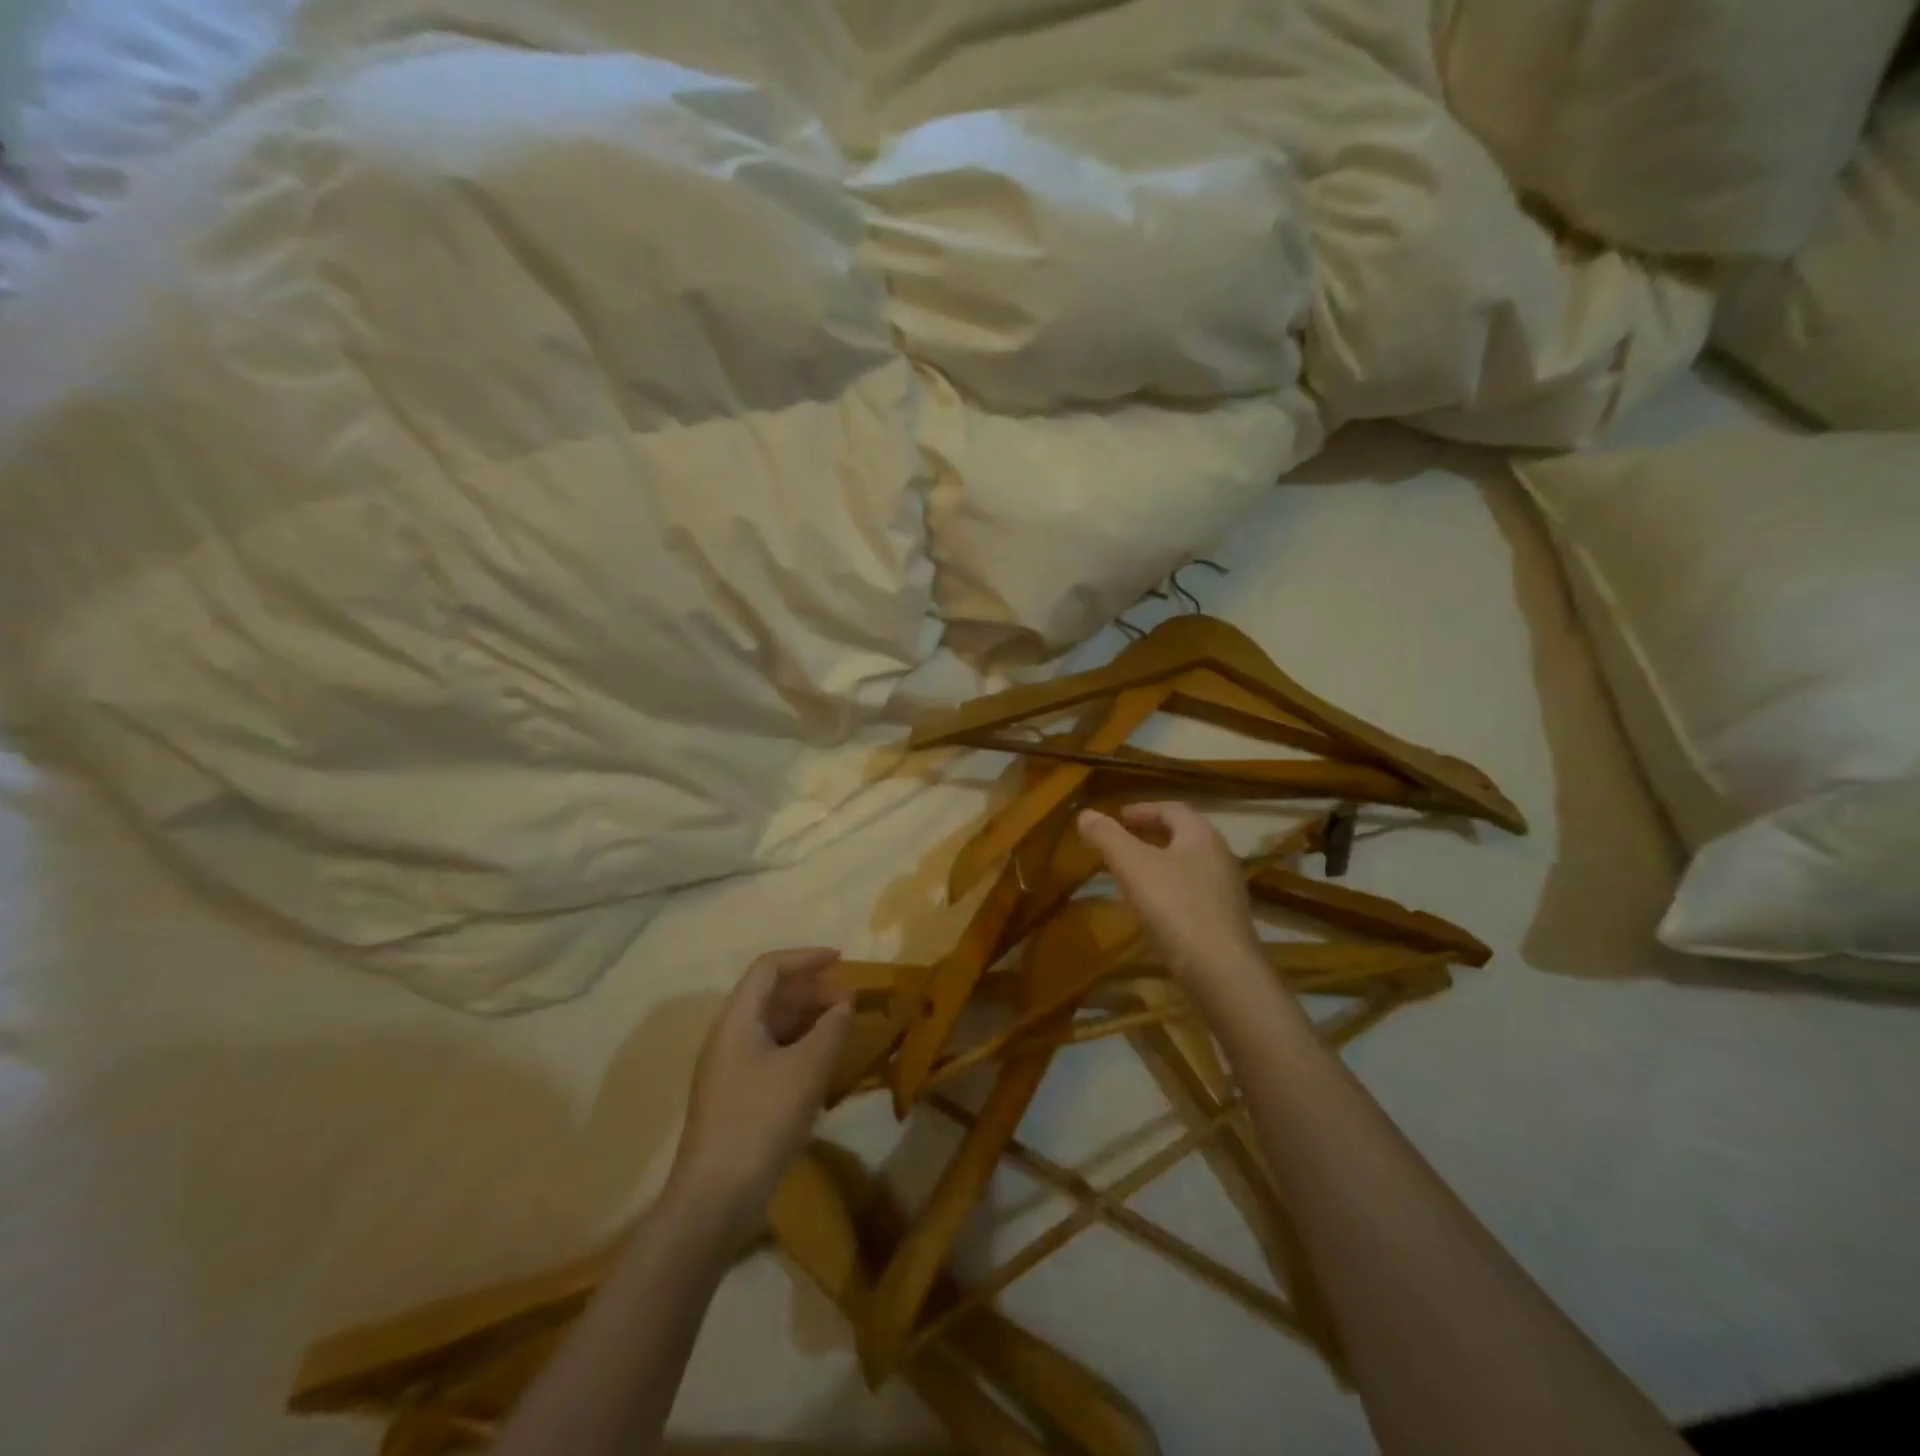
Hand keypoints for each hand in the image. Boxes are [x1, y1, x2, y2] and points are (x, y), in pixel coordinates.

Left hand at [669, 948, 852, 1236]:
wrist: (714, 1199)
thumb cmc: (761, 1122)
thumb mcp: (806, 1070)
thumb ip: (831, 1029)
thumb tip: (843, 1005)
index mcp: (737, 1020)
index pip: (769, 968)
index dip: (806, 958)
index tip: (841, 960)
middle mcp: (728, 1036)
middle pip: (770, 994)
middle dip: (812, 989)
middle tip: (850, 999)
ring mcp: (729, 1068)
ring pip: (772, 1025)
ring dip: (807, 1018)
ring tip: (842, 1026)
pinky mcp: (736, 1096)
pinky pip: (771, 1052)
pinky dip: (799, 1046)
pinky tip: (823, 1062)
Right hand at [1077, 803, 1264, 984]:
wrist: (1222, 972)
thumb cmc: (1176, 908)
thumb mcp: (1132, 866)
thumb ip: (1107, 836)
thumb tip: (1085, 813)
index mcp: (1201, 836)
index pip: (1172, 809)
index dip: (1143, 810)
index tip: (1118, 816)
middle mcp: (1220, 857)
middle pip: (1183, 835)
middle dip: (1152, 834)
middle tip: (1122, 841)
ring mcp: (1226, 891)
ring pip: (1188, 865)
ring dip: (1160, 863)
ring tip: (1132, 874)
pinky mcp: (1225, 921)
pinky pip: (1193, 893)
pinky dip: (1169, 889)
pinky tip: (1153, 908)